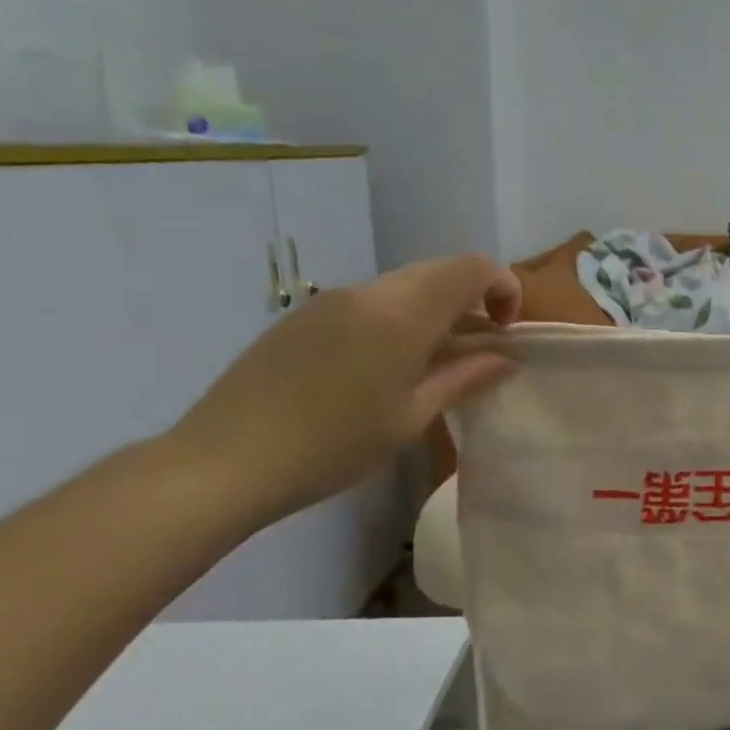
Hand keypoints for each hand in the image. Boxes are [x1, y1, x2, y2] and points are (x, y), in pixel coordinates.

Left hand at [165, 255, 520, 533]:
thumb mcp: (412, 417)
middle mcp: (368, 292)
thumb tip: (507, 358)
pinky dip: (398, 320)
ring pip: (404, 286)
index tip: (506, 332)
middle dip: (473, 301)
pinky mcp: (304, 317)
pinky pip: (370, 302)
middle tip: (479, 350)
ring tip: (434, 365)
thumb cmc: (333, 445)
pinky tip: (385, 369)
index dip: (504, 288)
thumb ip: (464, 378)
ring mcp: (330, 301)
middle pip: (439, 271)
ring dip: (435, 312)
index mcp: (402, 313)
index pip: (472, 268)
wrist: (223, 462)